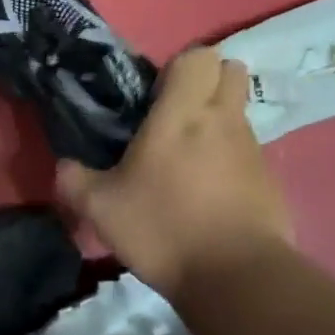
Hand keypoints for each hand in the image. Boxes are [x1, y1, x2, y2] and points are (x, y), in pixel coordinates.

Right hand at [56, 47, 291, 294]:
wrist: (236, 278)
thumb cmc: (163, 228)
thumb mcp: (99, 208)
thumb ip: (74, 180)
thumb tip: (64, 166)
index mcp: (182, 114)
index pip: (199, 56)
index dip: (178, 67)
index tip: (154, 94)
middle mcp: (224, 120)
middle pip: (231, 71)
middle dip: (207, 82)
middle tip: (175, 115)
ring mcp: (253, 150)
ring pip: (239, 113)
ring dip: (217, 122)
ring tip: (187, 160)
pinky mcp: (270, 180)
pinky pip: (248, 152)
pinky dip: (230, 159)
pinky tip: (207, 194)